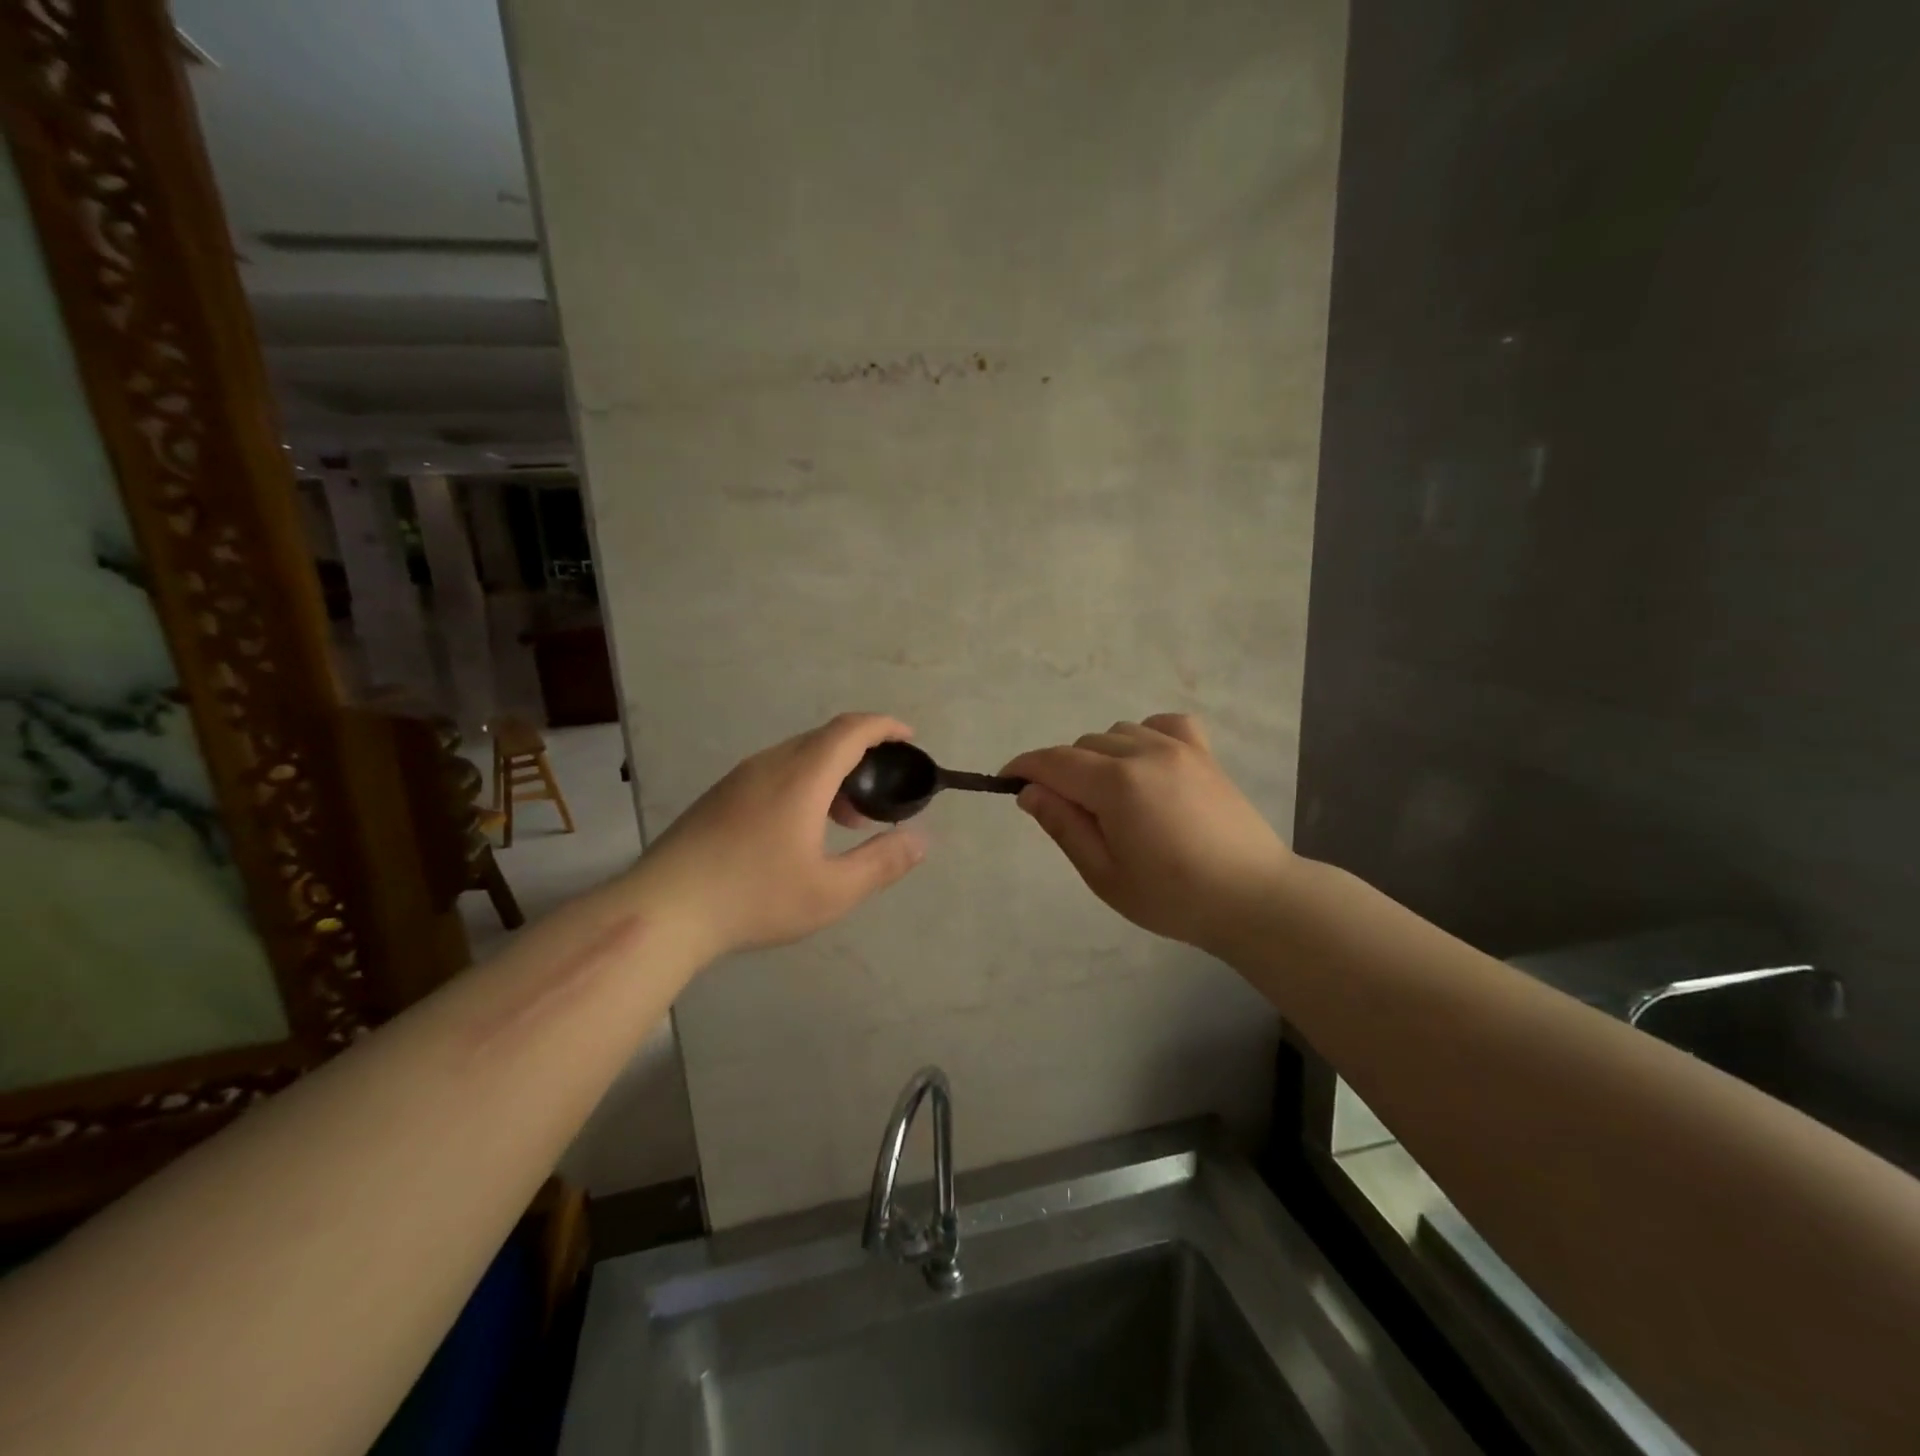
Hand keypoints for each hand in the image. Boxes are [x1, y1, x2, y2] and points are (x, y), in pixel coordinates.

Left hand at [635, 713, 926, 958]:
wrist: (664, 910)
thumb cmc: (754, 897)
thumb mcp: (831, 891)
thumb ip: (882, 863)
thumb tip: (921, 840)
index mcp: (801, 776)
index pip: (850, 730)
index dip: (884, 727)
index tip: (908, 739)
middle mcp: (769, 765)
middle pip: (824, 739)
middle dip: (861, 756)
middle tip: (880, 794)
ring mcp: (738, 779)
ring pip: (797, 757)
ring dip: (831, 774)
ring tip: (846, 820)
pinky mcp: (719, 797)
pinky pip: (774, 773)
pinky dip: (803, 785)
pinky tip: (801, 830)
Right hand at [1002, 714, 1291, 955]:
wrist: (1253, 898)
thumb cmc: (1172, 897)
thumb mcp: (1104, 874)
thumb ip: (1063, 826)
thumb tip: (1030, 791)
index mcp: (1117, 784)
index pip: (1054, 761)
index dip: (1024, 767)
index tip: (1006, 780)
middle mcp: (1145, 752)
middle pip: (1083, 745)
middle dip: (1063, 771)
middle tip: (1071, 814)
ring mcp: (1179, 747)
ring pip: (1117, 733)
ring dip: (1100, 756)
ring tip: (1111, 796)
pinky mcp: (1204, 753)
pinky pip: (1162, 723)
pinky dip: (1144, 736)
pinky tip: (1146, 764)